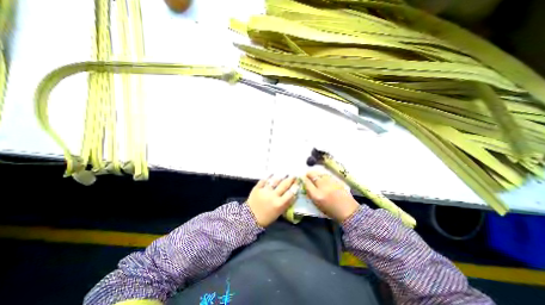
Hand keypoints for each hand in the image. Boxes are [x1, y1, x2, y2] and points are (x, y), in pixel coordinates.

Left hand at [247, 175, 297, 226]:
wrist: (250, 218)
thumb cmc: (267, 217)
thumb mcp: (279, 213)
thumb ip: (285, 203)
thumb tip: (292, 194)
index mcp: (279, 204)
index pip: (290, 193)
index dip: (295, 187)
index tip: (297, 182)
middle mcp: (273, 196)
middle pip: (284, 185)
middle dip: (290, 179)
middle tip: (293, 175)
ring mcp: (265, 191)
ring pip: (275, 181)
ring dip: (281, 177)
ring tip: (284, 173)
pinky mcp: (257, 188)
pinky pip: (264, 180)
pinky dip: (268, 176)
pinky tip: (272, 173)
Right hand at [300, 171, 361, 221]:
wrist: (348, 211)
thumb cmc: (331, 211)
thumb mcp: (318, 205)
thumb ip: (311, 195)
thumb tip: (306, 186)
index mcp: (317, 196)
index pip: (307, 183)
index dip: (304, 179)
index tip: (302, 178)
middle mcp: (323, 188)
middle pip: (313, 175)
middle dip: (309, 174)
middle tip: (307, 175)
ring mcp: (330, 183)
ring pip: (320, 174)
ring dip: (316, 174)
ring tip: (315, 175)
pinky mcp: (337, 181)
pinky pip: (327, 176)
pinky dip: (323, 176)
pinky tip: (323, 178)